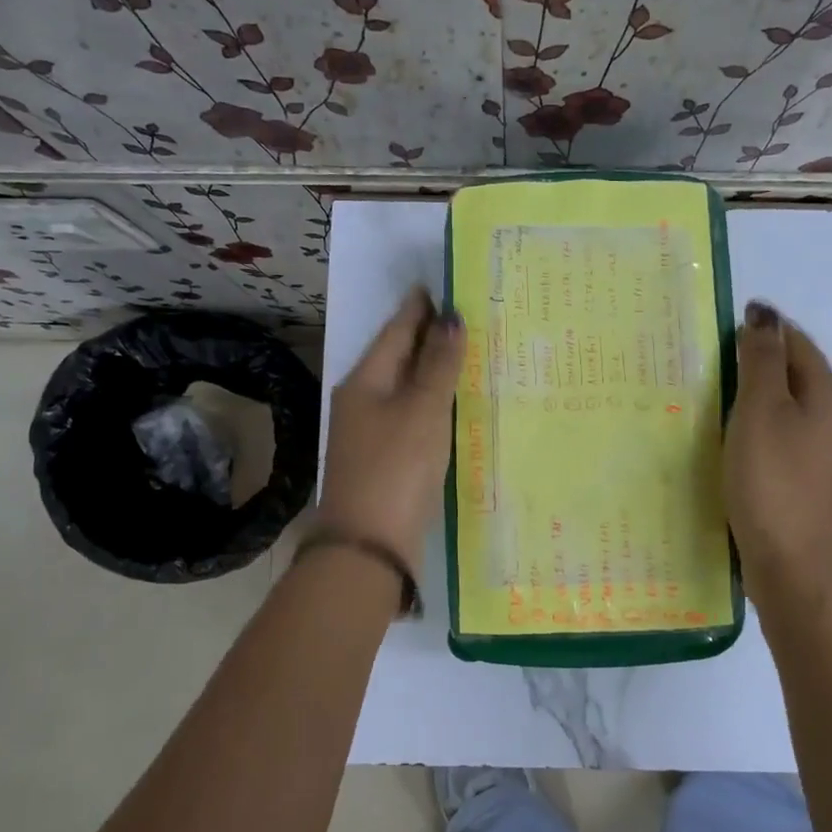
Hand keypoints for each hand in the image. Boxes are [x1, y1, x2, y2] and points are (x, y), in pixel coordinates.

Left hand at [316, 288, 464, 578]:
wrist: (369, 546)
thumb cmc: (396, 468)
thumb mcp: (422, 411)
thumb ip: (438, 364)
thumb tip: (451, 317)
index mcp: (365, 381)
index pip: (396, 331)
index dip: (420, 308)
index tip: (444, 285)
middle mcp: (363, 401)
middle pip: (399, 358)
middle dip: (429, 337)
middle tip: (467, 316)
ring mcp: (372, 433)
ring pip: (407, 388)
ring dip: (433, 370)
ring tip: (468, 352)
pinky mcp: (386, 459)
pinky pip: (413, 416)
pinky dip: (433, 403)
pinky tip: (455, 403)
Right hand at [723, 300, 831, 608]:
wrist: (792, 565)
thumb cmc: (773, 482)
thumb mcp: (761, 412)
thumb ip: (761, 362)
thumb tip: (764, 314)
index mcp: (825, 395)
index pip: (796, 342)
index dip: (762, 327)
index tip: (719, 324)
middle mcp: (828, 419)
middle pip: (791, 373)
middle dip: (754, 359)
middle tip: (705, 356)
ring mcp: (816, 453)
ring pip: (782, 407)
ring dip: (750, 394)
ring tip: (707, 391)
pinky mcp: (799, 479)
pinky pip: (774, 436)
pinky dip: (750, 425)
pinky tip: (723, 436)